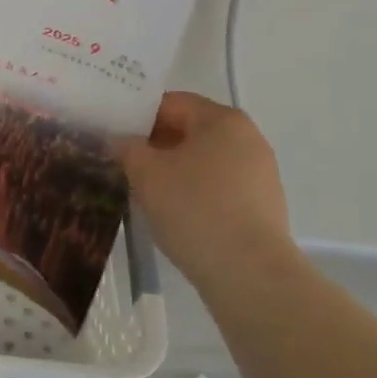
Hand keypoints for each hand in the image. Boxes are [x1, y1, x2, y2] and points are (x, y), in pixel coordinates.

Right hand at [117, 91, 293, 289]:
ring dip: (174, 170)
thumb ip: (127, 148)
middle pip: (190, 130)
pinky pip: (220, 187)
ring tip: (147, 192)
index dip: (137, 116)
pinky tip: (177, 215)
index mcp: (222, 119)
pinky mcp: (263, 205)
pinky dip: (196, 193)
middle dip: (155, 145)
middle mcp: (248, 138)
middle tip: (124, 164)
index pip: (171, 103)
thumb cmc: (194, 209)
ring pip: (205, 160)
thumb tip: (119, 140)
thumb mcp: (146, 174)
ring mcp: (260, 172)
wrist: (249, 274)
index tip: (113, 136)